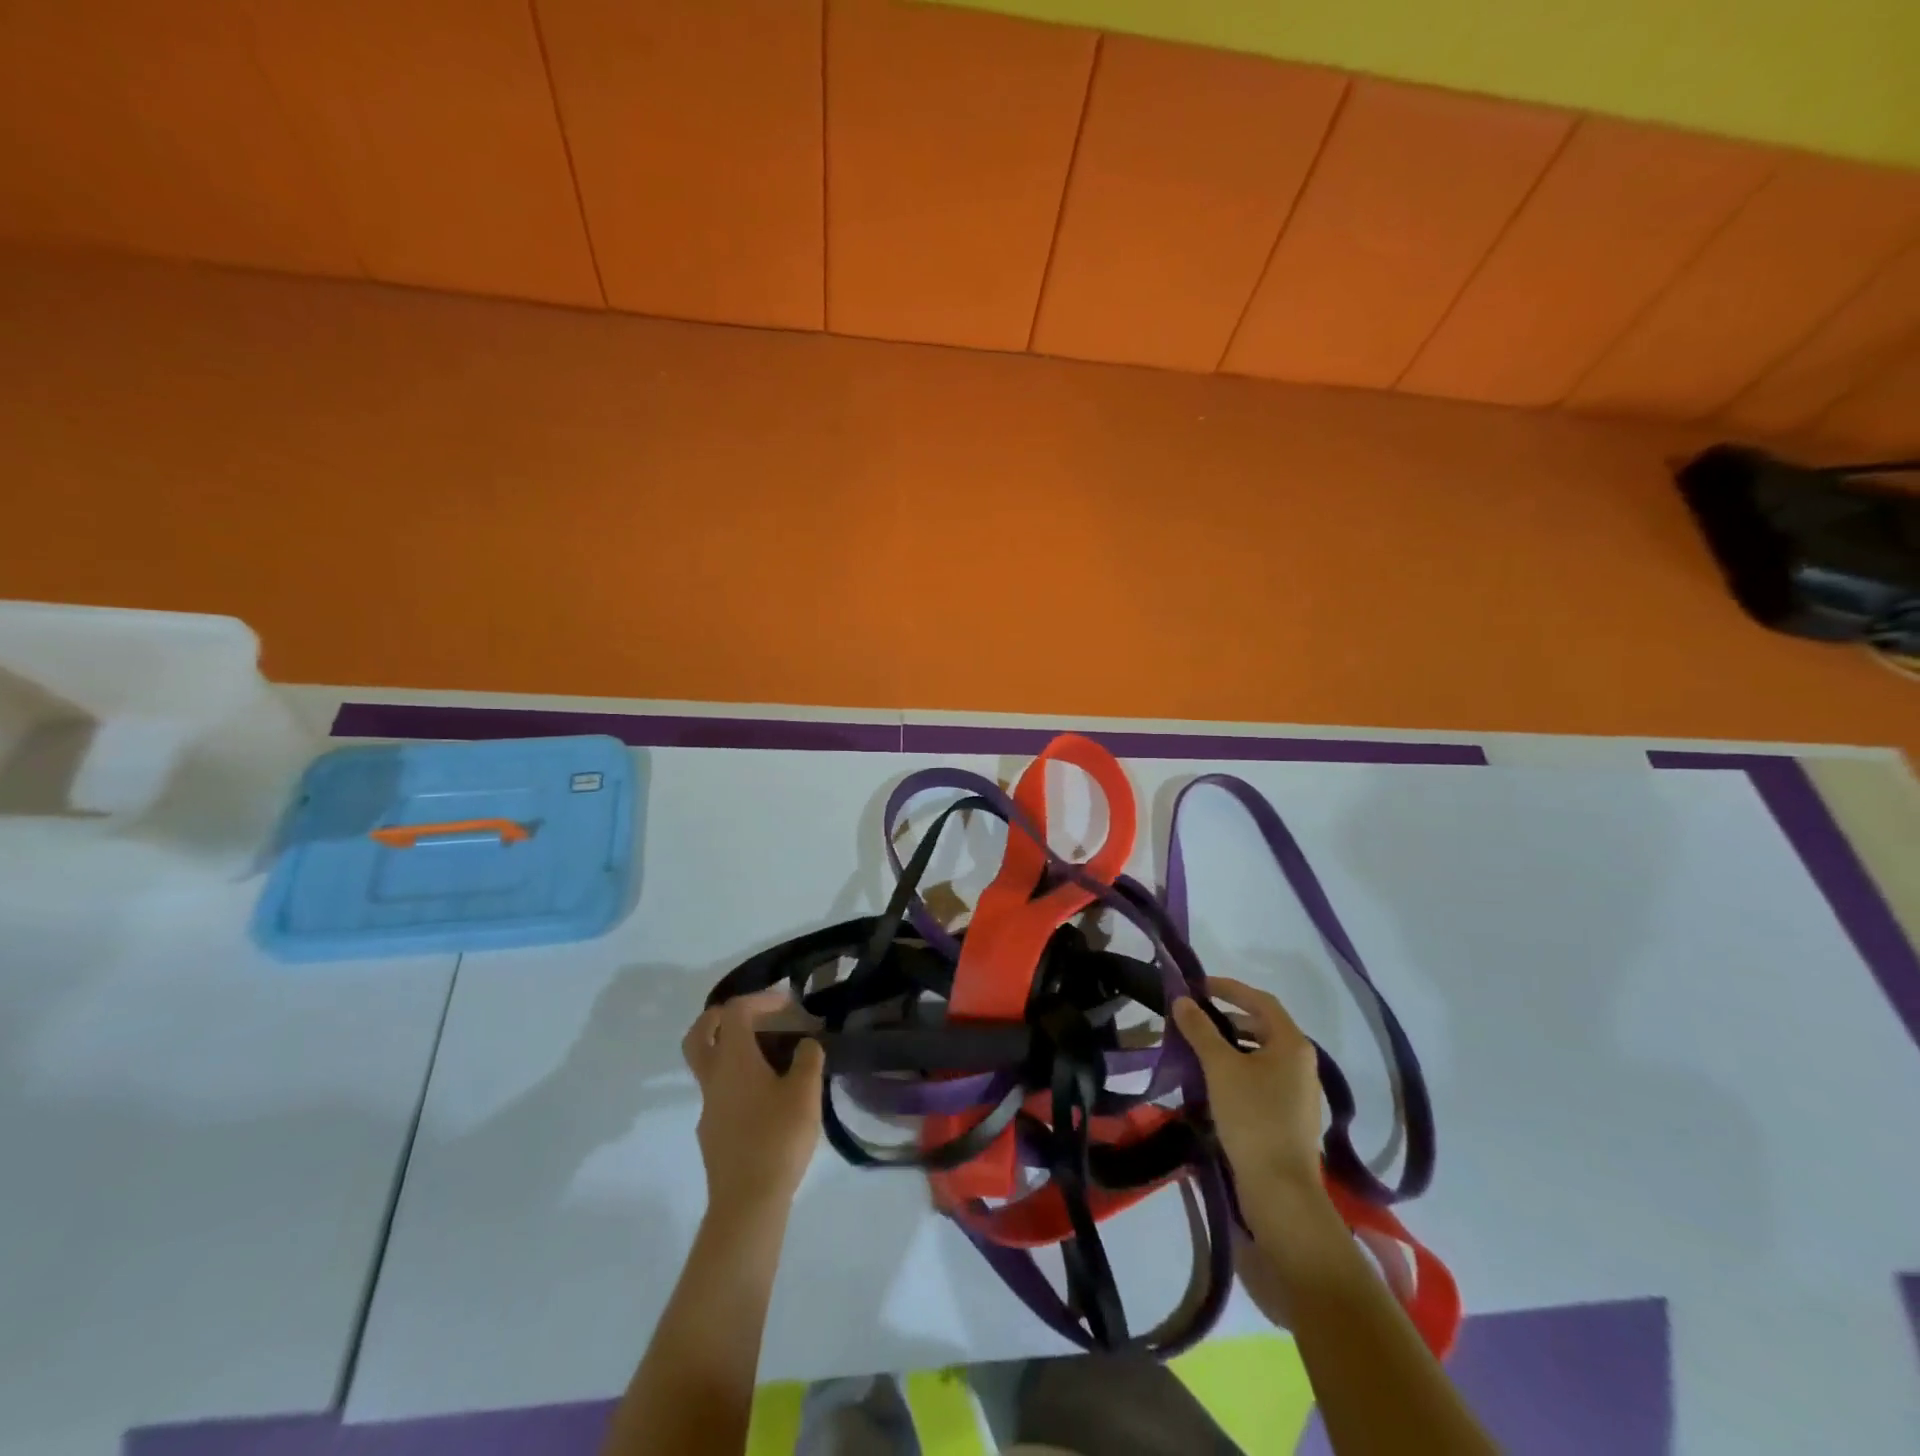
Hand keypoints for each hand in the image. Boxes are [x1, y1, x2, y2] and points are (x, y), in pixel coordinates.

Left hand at [682, 988, 824, 1217]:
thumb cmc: (777, 1138)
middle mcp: (713, 1078)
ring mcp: (708, 1107)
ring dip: (731, 1050)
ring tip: (770, 1057)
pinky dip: (737, 1079)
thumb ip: (808, 1059)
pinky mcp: (712, 1133)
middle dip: (720, 1016)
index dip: (761, 999)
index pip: (735, 1011)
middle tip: (751, 1016)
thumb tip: (806, 1044)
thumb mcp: (805, 1092)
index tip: (788, 1004)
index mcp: (733, 1060)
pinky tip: (767, 1096)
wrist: (747, 1203)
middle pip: (700, 1033)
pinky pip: (719, 1092)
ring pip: (708, 1064)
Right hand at [1172, 977, 1322, 1192]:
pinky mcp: (1291, 1116)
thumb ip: (1200, 1029)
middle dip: (1228, 1017)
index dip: (1229, 988)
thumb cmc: (1252, 1116)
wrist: (1280, 1189)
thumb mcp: (1219, 1067)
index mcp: (1292, 1044)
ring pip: (1262, 1054)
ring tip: (1199, 1048)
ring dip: (1232, 1044)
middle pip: (1263, 1026)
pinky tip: (1215, 1081)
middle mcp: (1302, 1063)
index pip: (1260, 1000)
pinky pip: (1263, 1078)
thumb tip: (1182, 999)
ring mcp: (1300, 1092)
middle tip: (1195, 1018)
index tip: (1198, 986)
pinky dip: (1239, 1069)